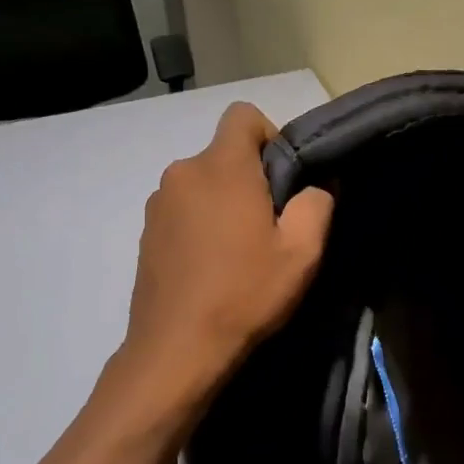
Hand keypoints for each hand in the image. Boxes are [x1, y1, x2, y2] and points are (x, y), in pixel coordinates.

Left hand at [122, 102, 333, 386]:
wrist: (176, 349)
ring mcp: (158, 202)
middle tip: (270, 225)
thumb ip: (317, 203)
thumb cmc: (245, 293)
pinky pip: (182, 208)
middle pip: (224, 154)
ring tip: (239, 251)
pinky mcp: (145, 231)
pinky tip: (211, 265)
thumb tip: (317, 185)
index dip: (270, 136)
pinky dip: (200, 223)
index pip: (243, 115)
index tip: (283, 179)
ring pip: (203, 183)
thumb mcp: (301, 252)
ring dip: (223, 202)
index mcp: (221, 167)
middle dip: (250, 178)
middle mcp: (183, 172)